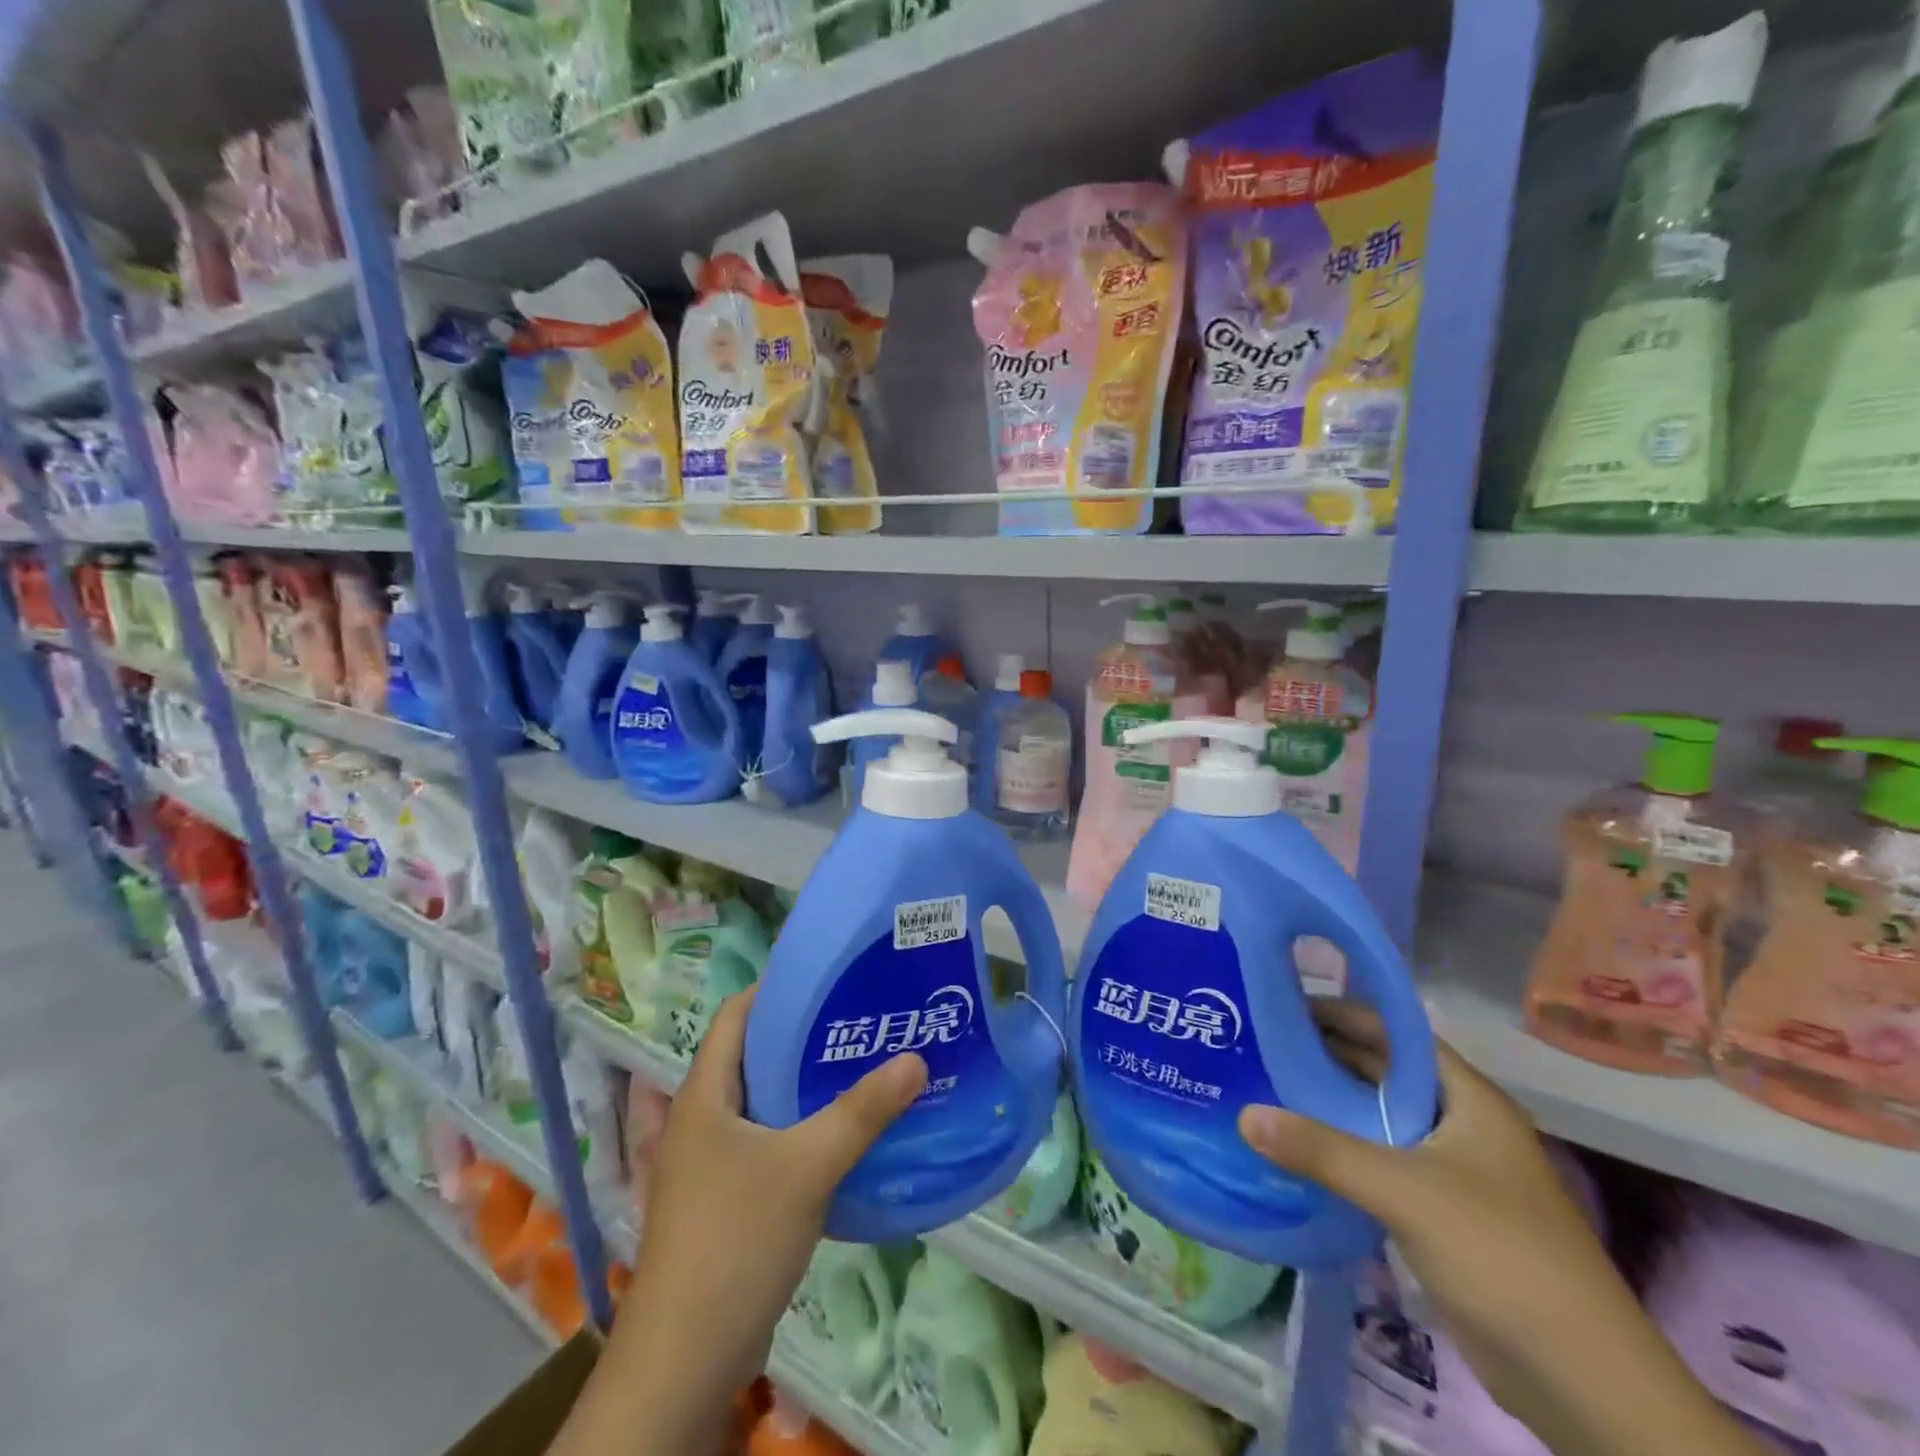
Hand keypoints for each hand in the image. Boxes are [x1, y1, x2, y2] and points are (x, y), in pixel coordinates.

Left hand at [549, 989, 925, 1455]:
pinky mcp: (730, 1199)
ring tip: (867, 1065)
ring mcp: (714, 1163)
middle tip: (863, 1019)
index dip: (778, 988)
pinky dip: (807, 1129)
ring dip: (810, 1086)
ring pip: (767, 1103)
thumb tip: (916, 1059)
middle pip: (756, 1056)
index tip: (831, 977)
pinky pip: (773, 1144)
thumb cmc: (735, 1241)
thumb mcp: (806, 1167)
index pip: (736, 1015)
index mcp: (705, 1095)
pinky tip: (850, 1133)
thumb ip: (861, 1112)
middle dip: (807, 1036)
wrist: (685, 1362)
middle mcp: (704, 1119)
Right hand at [1237, 1005, 1764, 1455]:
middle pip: (1386, 1074)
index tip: (1285, 1005)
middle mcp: (1462, 1124)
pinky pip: (1383, 1164)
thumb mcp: (1404, 1190)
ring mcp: (1455, 1172)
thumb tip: (1245, 1115)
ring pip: (1381, 1120)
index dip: (1345, 1013)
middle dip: (1329, 1057)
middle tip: (1262, 1044)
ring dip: (1332, 1106)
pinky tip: (1299, 1150)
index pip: (1397, 1034)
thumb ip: (1322, 1149)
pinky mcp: (1443, 1215)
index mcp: (1468, 1099)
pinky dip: (1344, 1151)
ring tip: (1267, 1087)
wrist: (1583, 1381)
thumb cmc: (1500, 1254)